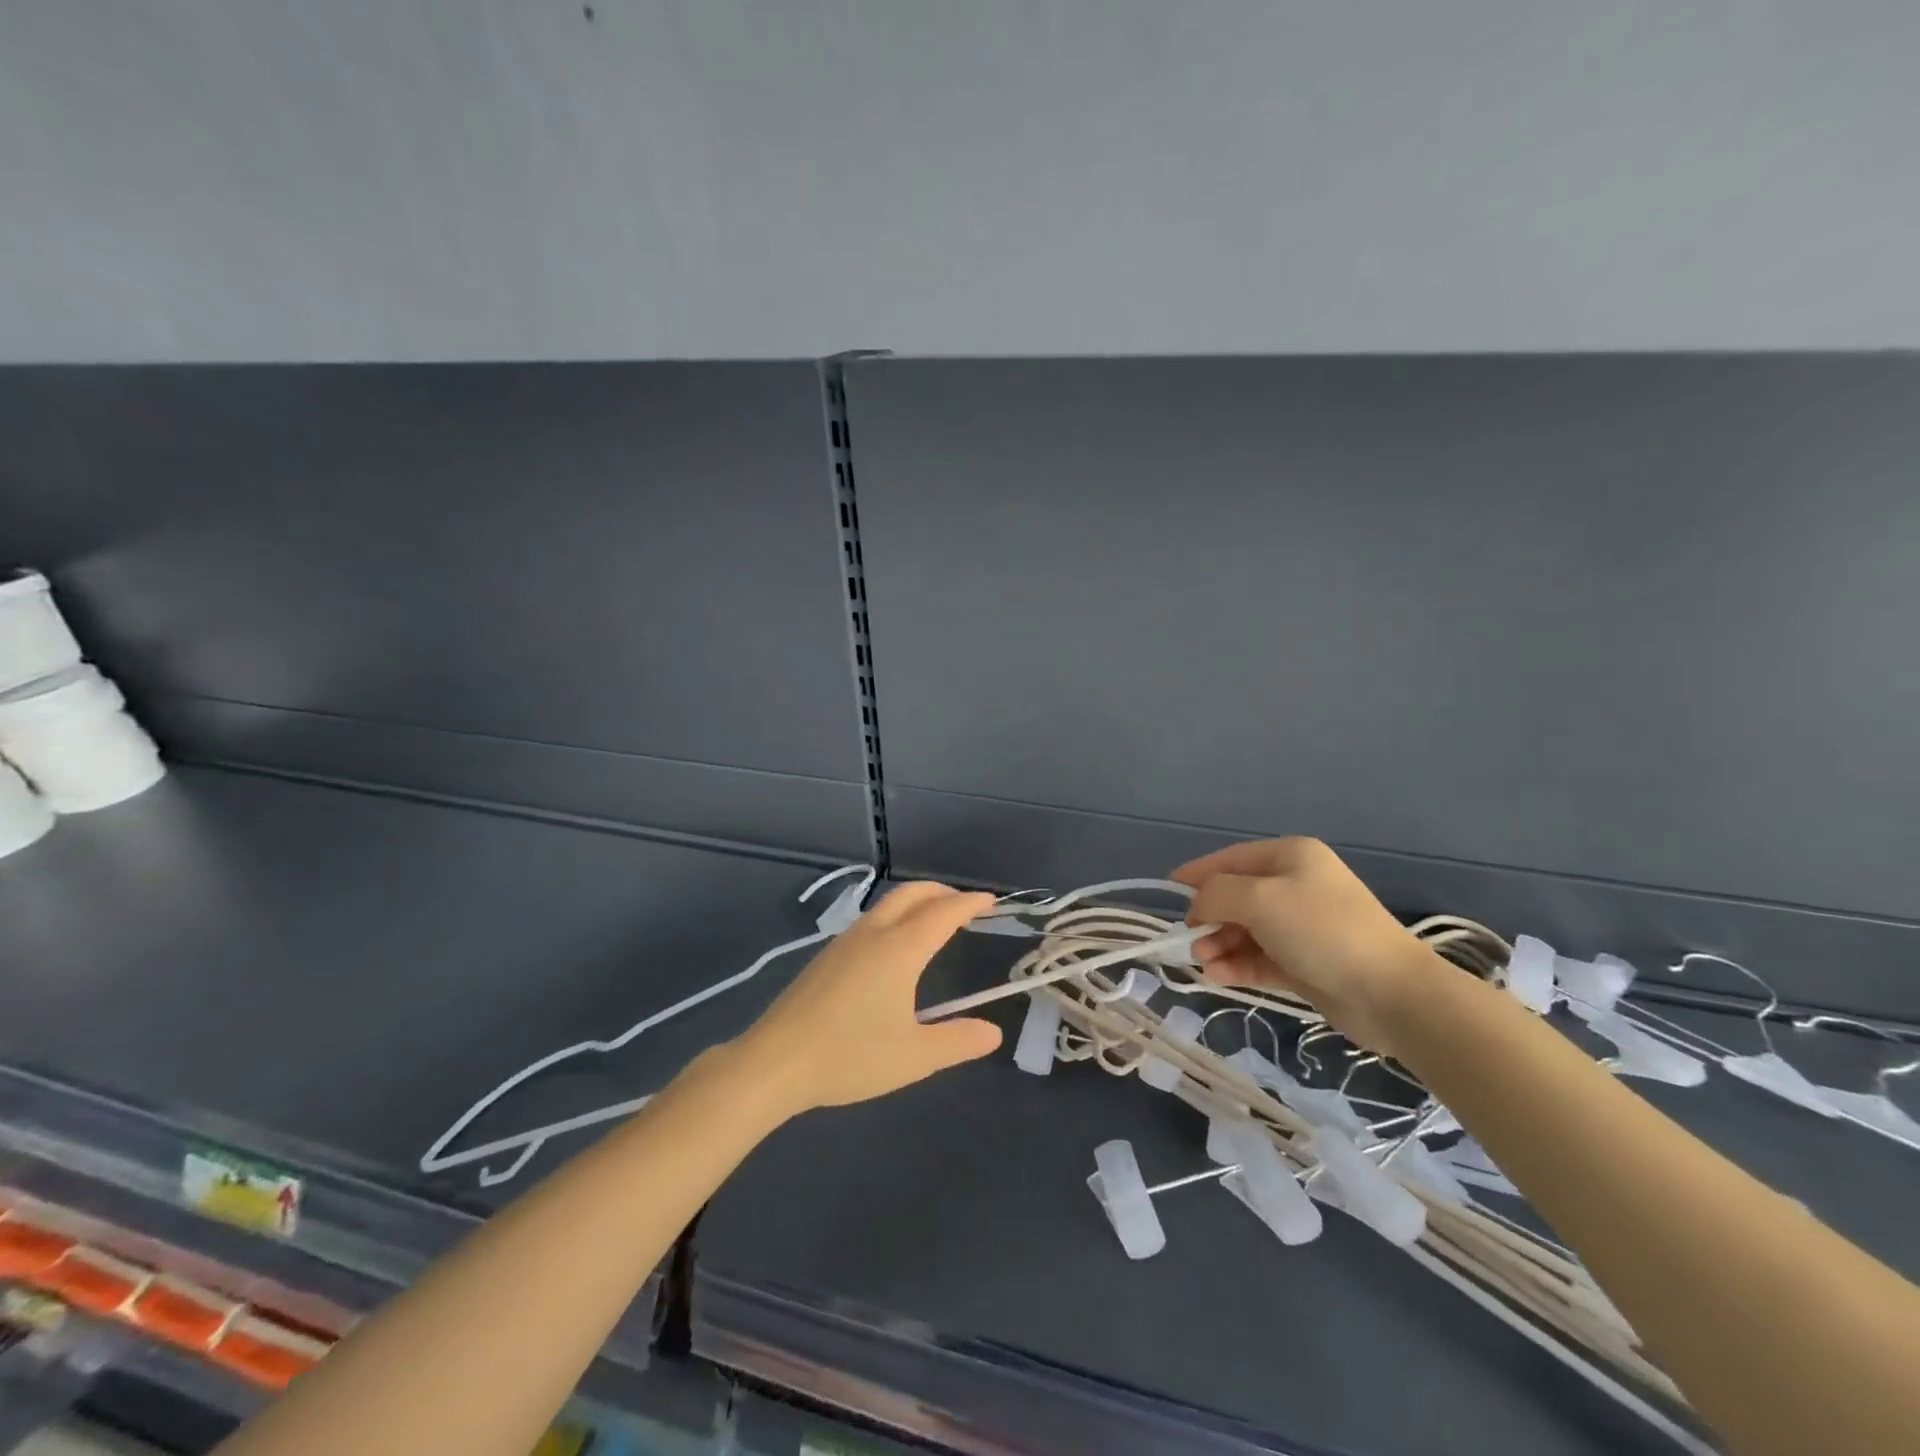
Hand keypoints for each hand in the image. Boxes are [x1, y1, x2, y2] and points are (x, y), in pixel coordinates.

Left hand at [735, 882, 1003, 1114]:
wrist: (774, 1062)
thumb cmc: (850, 1056)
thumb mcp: (914, 1057)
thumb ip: (957, 1041)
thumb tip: (993, 1032)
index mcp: (899, 949)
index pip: (943, 913)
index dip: (969, 903)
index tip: (991, 901)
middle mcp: (873, 934)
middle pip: (912, 894)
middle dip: (942, 892)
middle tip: (964, 904)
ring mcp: (845, 942)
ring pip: (887, 904)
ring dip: (916, 902)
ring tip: (932, 920)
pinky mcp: (826, 957)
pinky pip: (870, 920)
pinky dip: (895, 917)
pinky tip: (892, 947)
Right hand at [1170, 838, 1443, 1057]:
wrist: (1391, 993)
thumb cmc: (1322, 930)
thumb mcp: (1259, 899)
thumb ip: (1216, 894)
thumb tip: (1196, 906)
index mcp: (1290, 856)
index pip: (1230, 859)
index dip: (1197, 873)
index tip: (1167, 889)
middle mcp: (1295, 885)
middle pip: (1235, 896)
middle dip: (1209, 916)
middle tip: (1191, 940)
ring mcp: (1301, 925)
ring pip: (1244, 929)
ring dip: (1219, 943)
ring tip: (1204, 962)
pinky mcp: (1305, 962)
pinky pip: (1259, 957)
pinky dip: (1236, 963)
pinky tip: (1217, 975)